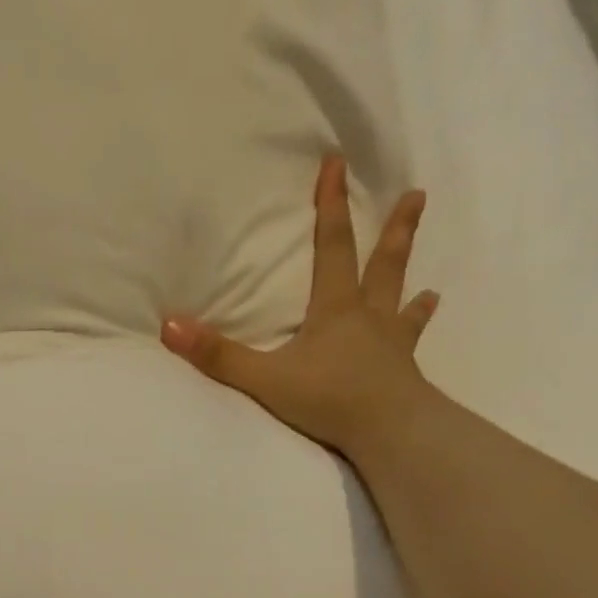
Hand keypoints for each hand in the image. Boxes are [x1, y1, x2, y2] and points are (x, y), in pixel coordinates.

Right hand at [161, 157, 439, 460]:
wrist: (389, 433)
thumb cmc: (328, 400)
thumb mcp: (265, 379)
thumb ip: (218, 356)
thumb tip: (169, 326)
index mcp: (335, 310)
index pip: (333, 247)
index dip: (332, 206)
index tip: (338, 164)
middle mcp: (368, 318)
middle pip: (382, 264)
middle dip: (395, 229)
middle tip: (416, 196)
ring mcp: (391, 344)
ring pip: (401, 300)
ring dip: (410, 279)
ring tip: (427, 272)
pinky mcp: (403, 372)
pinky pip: (412, 341)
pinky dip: (418, 325)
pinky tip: (429, 314)